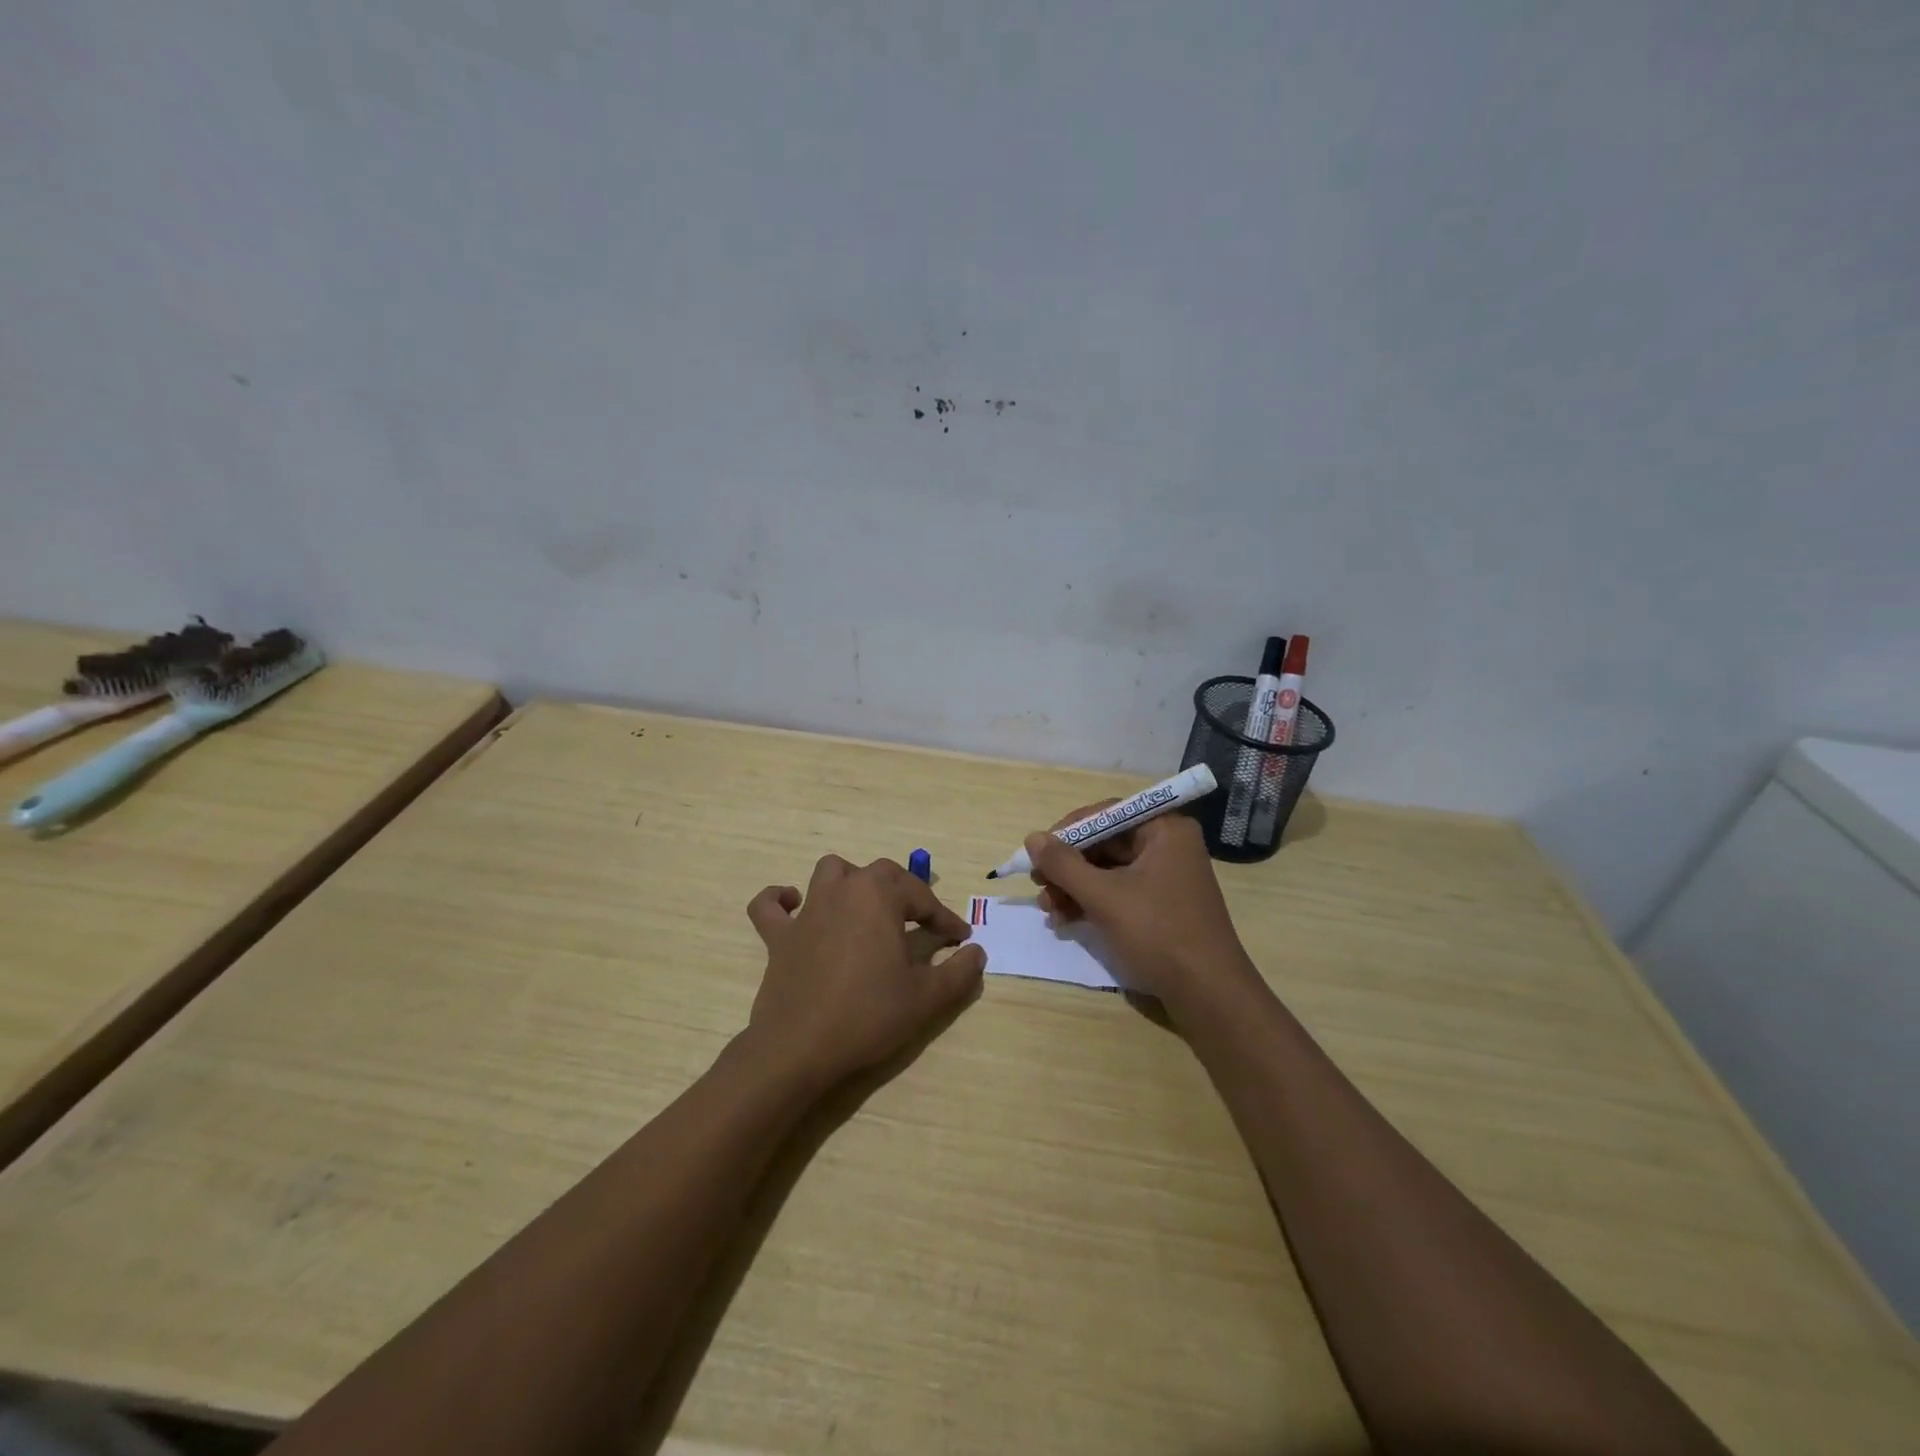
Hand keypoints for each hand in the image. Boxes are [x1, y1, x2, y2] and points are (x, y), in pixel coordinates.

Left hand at [744, 855, 985, 1086]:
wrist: (800, 1048)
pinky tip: (793, 906)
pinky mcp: (778, 937)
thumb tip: (977, 952)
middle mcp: (843, 890)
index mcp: (878, 896)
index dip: (944, 918)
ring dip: (851, 881)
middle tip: (922, 922)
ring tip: (866, 906)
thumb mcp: (927, 997)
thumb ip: (959, 971)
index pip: (921, 897)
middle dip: (906, 893)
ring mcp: (807, 911)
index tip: (960, 938)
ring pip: (830, 872)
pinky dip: (780, 900)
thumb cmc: (868, 1015)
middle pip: (880, 874)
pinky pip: (769, 906)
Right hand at [1024, 805, 1258, 1019]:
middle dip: (1068, 867)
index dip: (1068, 832)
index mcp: (1165, 830)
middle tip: (1038, 886)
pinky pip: (1118, 892)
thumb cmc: (1158, 934)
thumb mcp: (1104, 897)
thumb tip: (1032, 838)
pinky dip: (1091, 903)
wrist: (1208, 995)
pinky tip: (1066, 921)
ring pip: (1107, 871)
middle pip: (1104, 843)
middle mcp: (1168, 846)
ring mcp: (1166, 877)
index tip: (1038, 853)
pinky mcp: (1161, 905)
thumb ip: (1064, 865)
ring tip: (1048, 911)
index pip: (1106, 814)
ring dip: (1074, 888)